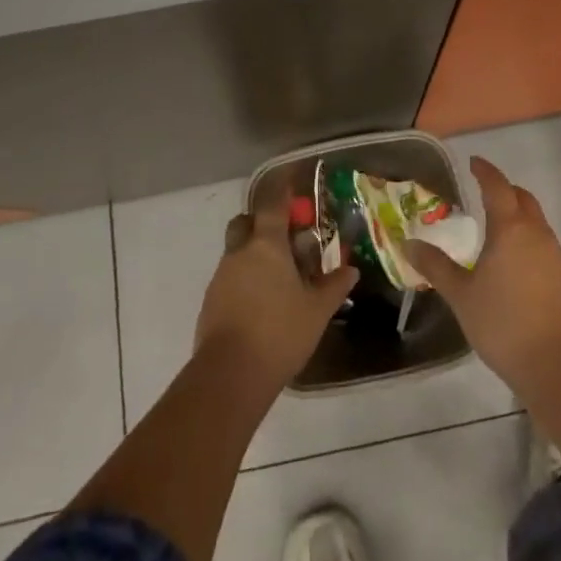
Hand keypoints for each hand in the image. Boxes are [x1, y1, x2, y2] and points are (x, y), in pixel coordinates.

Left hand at [194, 198, 357, 391]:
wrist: (230, 375)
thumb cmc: (280, 332)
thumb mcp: (317, 310)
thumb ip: (334, 286)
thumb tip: (350, 270)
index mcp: (266, 245)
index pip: (273, 205)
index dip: (282, 193)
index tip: (291, 185)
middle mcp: (239, 253)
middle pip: (245, 223)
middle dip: (260, 224)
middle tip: (284, 240)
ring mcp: (221, 277)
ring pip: (236, 252)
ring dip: (253, 256)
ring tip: (278, 279)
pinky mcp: (210, 302)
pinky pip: (229, 279)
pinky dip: (244, 281)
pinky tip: (261, 304)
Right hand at [404, 156, 560, 386]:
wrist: (557, 366)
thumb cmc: (503, 323)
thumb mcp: (461, 295)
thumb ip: (436, 266)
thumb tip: (409, 244)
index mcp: (510, 229)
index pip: (497, 186)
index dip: (485, 171)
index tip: (474, 162)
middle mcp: (537, 234)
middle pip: (523, 199)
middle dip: (505, 191)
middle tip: (485, 194)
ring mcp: (557, 256)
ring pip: (537, 224)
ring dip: (519, 218)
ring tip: (497, 234)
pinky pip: (546, 248)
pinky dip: (530, 244)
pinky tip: (516, 268)